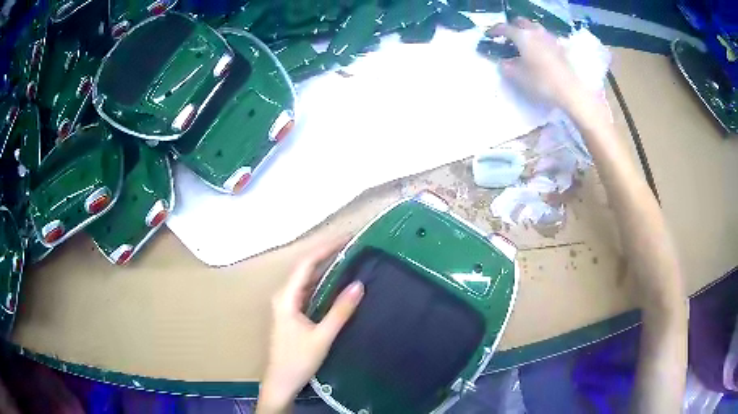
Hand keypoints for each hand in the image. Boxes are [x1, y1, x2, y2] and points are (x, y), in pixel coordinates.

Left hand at [257, 239, 364, 413]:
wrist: (282, 382)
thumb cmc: (298, 360)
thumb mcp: (322, 337)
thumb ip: (340, 311)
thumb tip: (359, 284)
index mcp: (286, 297)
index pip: (306, 264)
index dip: (325, 248)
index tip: (346, 238)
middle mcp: (284, 296)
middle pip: (305, 268)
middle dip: (327, 254)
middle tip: (351, 245)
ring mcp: (287, 304)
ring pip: (306, 279)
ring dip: (325, 267)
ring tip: (347, 257)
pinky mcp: (292, 313)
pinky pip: (308, 290)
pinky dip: (322, 282)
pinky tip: (336, 282)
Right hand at [487, 18, 590, 111]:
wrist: (570, 91)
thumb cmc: (542, 82)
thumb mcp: (518, 77)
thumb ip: (506, 67)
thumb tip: (503, 62)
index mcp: (522, 36)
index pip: (504, 28)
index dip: (494, 31)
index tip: (488, 36)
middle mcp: (535, 32)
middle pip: (520, 23)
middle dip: (512, 28)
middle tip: (507, 38)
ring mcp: (550, 38)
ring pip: (534, 28)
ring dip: (527, 33)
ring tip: (524, 44)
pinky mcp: (560, 47)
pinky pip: (545, 38)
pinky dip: (538, 41)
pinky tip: (539, 51)